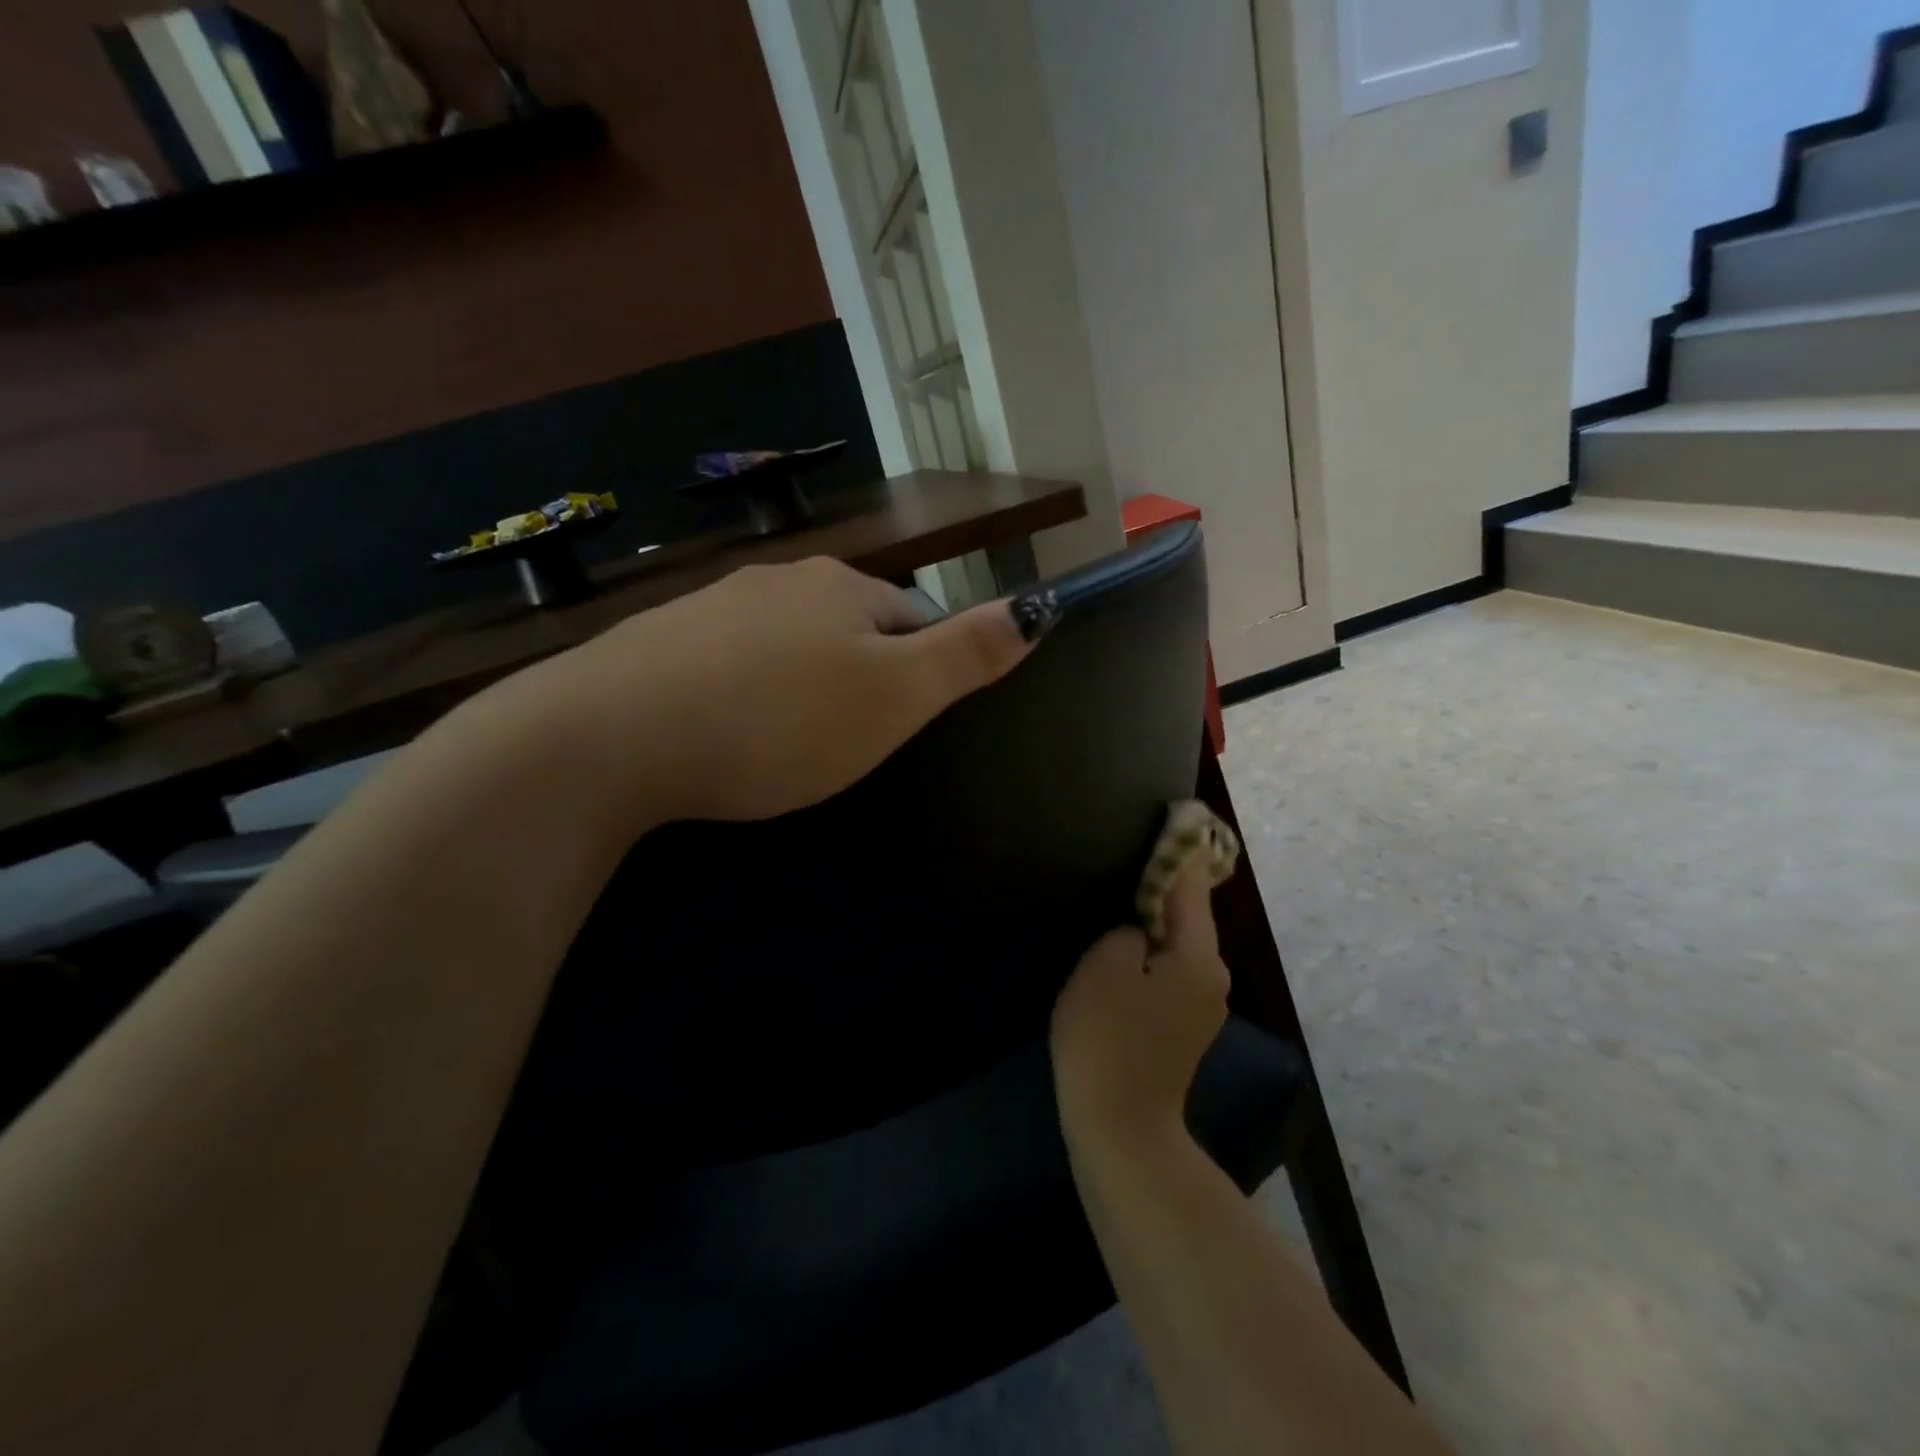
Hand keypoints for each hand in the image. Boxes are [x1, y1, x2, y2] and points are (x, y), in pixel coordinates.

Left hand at [516, 556, 1033, 825]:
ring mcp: (712, 607)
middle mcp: (779, 581)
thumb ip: (968, 654)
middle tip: (844, 746)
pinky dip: (742, 696)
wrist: (609, 736)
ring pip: (785, 647)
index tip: (900, 729)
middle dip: (857, 681)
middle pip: (847, 630)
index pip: (910, 621)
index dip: (917, 676)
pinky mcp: (660, 642)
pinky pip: (727, 667)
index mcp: (842, 588)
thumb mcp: (894, 697)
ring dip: (798, 688)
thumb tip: (1038, 608)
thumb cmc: (777, 720)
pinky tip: (725, 735)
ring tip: (785, 748)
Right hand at [1050, 864, 1229, 1143]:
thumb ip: (1127, 931)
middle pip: (1187, 916)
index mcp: (1199, 956)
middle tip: (1128, 861)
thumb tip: (1140, 931)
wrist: (1120, 1128)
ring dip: (1153, 925)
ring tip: (1119, 904)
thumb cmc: (1107, 1038)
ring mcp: (1202, 1007)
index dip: (1180, 849)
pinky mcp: (1184, 1030)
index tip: (1177, 813)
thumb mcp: (1105, 966)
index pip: (1191, 886)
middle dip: (1161, 889)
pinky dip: (1151, 957)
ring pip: (1177, 947)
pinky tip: (1124, 957)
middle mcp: (1212, 977)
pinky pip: (1169, 974)